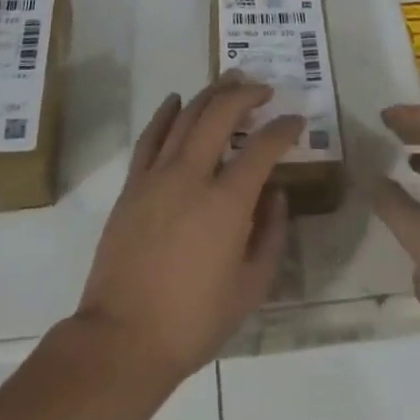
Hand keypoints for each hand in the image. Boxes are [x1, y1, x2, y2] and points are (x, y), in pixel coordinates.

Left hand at [73, 75, 301, 384]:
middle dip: (245, 94)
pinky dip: (165, 113)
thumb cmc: (193, 320)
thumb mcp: (250, 289)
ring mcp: (157, 176)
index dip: (283, 128)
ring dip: (211, 94)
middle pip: (220, 114)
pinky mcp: (133, 184)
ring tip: (229, 80)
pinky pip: (151, 136)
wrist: (123, 339)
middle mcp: (192, 176)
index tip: (296, 121)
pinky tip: (176, 100)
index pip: (262, 148)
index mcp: (227, 203)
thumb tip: (276, 196)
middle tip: (263, 89)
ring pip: (186, 116)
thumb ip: (271, 236)